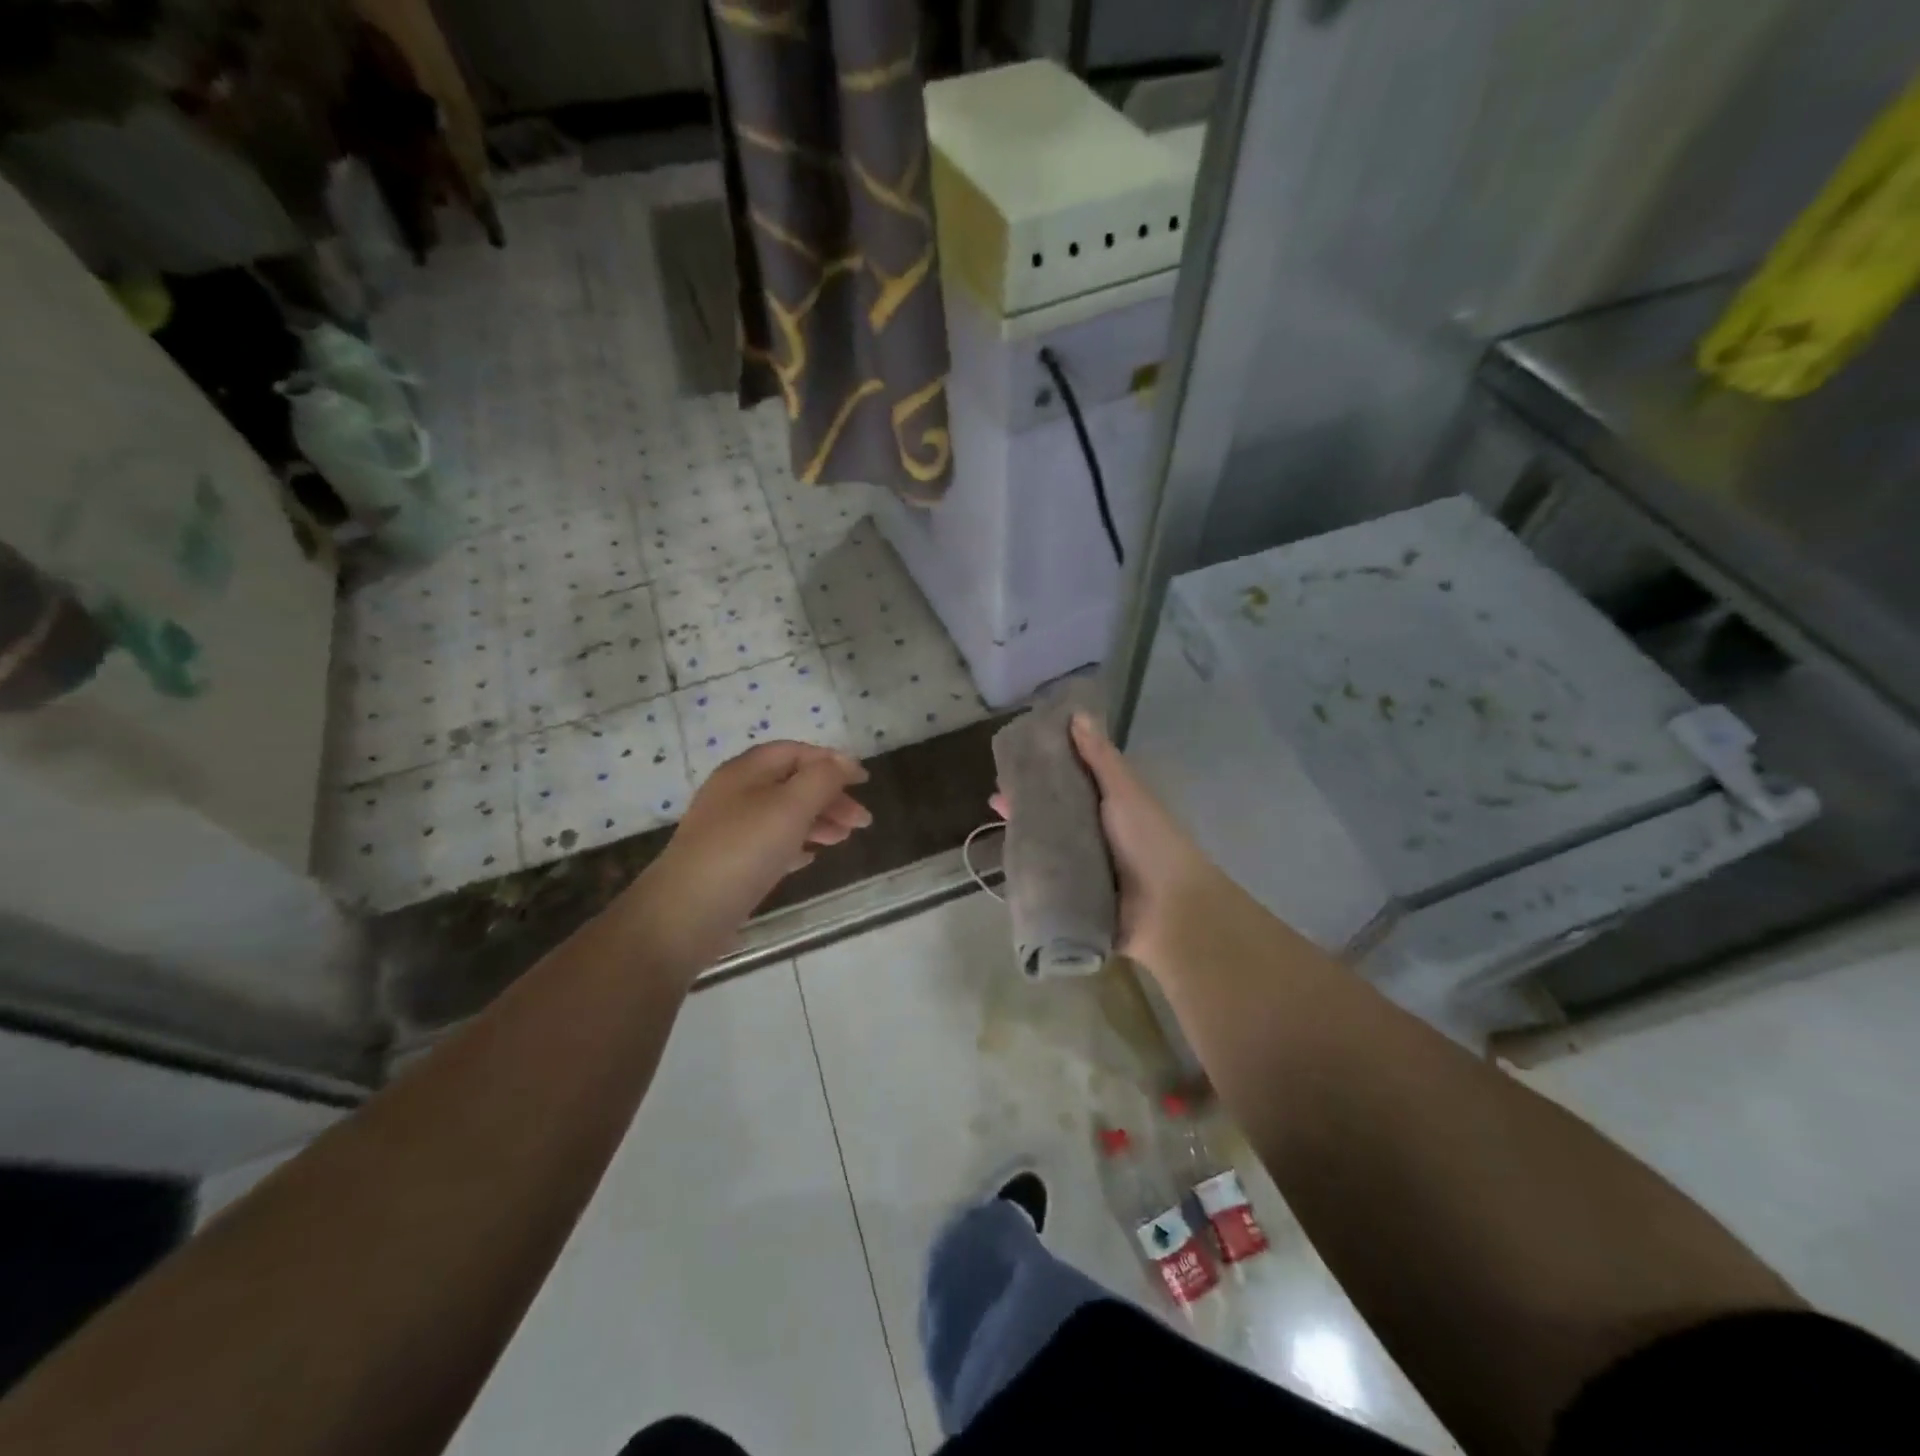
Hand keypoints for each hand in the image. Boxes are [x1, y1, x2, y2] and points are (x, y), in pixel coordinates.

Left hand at [637, 741, 870, 961]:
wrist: (686, 913)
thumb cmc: (743, 850)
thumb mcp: (791, 806)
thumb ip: (823, 779)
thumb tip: (844, 763)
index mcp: (746, 771)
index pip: (795, 752)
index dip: (832, 761)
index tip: (864, 782)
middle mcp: (735, 793)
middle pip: (791, 783)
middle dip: (830, 797)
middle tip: (862, 822)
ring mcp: (729, 829)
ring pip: (783, 814)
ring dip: (818, 821)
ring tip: (844, 840)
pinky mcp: (729, 862)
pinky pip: (770, 843)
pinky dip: (796, 844)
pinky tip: (812, 857)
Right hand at [992, 713, 1223, 972]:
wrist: (1169, 909)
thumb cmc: (1150, 841)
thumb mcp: (1125, 792)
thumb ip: (1100, 758)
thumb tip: (1077, 714)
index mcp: (1111, 806)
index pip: (1071, 781)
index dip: (1045, 769)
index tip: (1015, 760)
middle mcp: (1097, 834)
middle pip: (1055, 813)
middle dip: (1027, 805)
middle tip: (995, 797)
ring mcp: (1085, 867)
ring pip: (1047, 845)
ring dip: (1024, 837)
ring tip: (993, 827)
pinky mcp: (1076, 897)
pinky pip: (1047, 880)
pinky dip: (1029, 871)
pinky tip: (1005, 863)